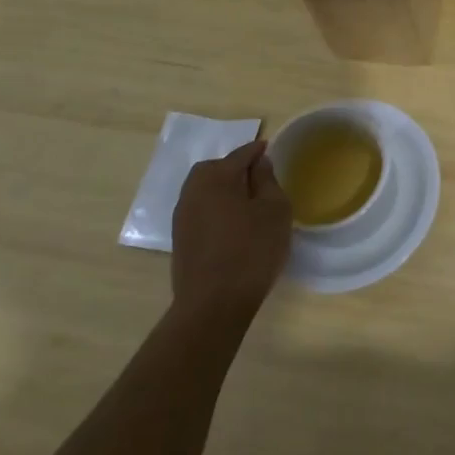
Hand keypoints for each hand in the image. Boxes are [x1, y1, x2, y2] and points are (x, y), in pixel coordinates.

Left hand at [169, 141, 292, 327]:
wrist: (213, 305)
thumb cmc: (252, 250)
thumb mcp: (274, 210)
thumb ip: (267, 181)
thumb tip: (258, 163)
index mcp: (216, 177)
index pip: (240, 154)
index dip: (258, 151)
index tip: (269, 150)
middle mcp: (193, 190)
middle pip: (215, 168)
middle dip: (235, 168)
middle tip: (257, 178)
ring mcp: (182, 216)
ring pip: (204, 190)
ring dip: (223, 189)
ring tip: (246, 202)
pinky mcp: (180, 239)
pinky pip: (200, 210)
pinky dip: (215, 208)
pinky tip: (232, 224)